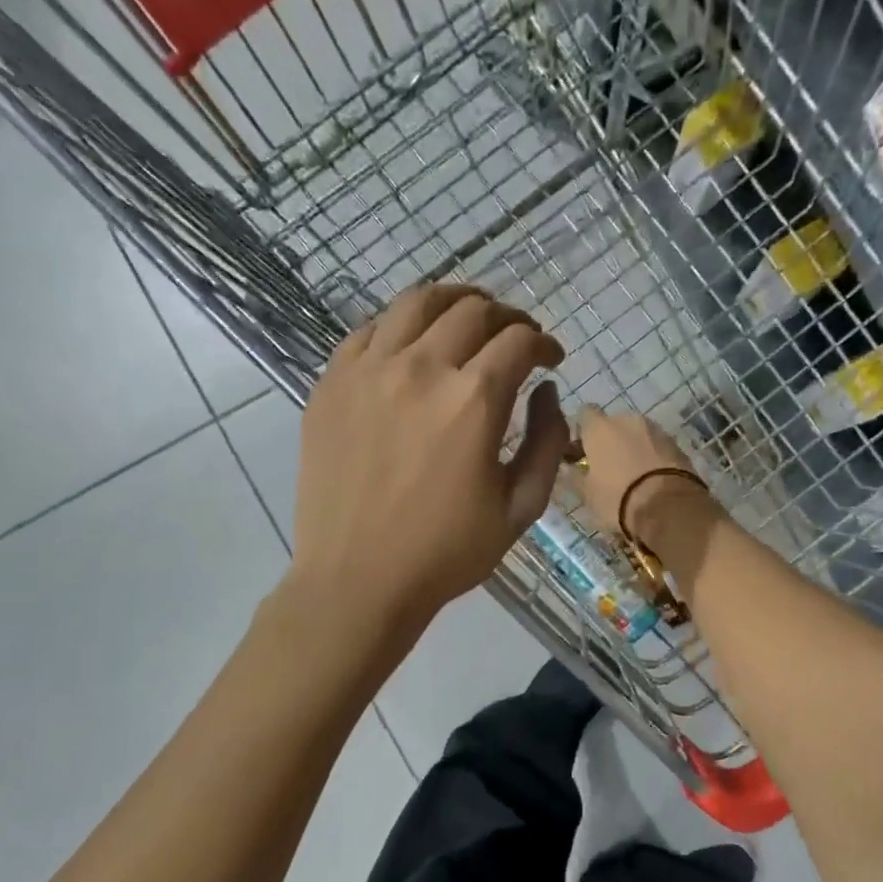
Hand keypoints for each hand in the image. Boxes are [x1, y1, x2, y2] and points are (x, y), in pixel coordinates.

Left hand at [291, 284, 569, 629]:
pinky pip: (369, 330)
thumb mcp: (520, 508)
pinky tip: (411, 346)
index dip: (544, 343)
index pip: (519, 341)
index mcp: (474, 401)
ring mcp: (368, 370)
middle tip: (516, 337)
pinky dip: (401, 325)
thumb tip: (549, 393)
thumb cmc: (446, 552)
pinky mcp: (331, 383)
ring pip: (417, 303)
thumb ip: (547, 443)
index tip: (551, 359)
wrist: (357, 579)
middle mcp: (421, 369)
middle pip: (473, 310)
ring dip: (454, 302)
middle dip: (507, 317)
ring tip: (468, 318)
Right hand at [575, 406, 708, 544]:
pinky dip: (651, 457)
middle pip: (613, 424)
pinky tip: (650, 479)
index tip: (580, 453)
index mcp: (600, 428)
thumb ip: (574, 477)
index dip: (581, 432)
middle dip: (609, 441)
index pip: (584, 414)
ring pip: (637, 435)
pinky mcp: (677, 445)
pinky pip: (656, 447)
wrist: (668, 507)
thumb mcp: (587, 494)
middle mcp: (628, 420)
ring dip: (631, 448)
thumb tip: (569, 469)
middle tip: (606, 467)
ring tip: (631, 476)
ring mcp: (656, 430)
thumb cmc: (617, 498)